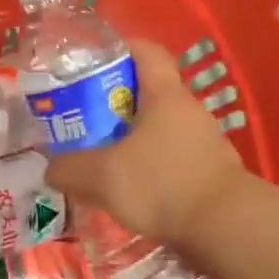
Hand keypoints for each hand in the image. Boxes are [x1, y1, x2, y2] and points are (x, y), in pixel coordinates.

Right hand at [45, 40, 246, 244]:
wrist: (226, 228)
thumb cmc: (162, 184)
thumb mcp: (101, 176)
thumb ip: (69, 169)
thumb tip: (52, 169)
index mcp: (165, 96)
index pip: (146, 52)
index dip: (120, 49)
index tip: (92, 63)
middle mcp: (189, 111)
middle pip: (149, 93)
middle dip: (115, 103)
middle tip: (84, 120)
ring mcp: (206, 143)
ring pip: (161, 129)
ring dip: (133, 139)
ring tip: (104, 160)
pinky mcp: (212, 173)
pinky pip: (173, 159)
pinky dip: (151, 167)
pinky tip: (133, 190)